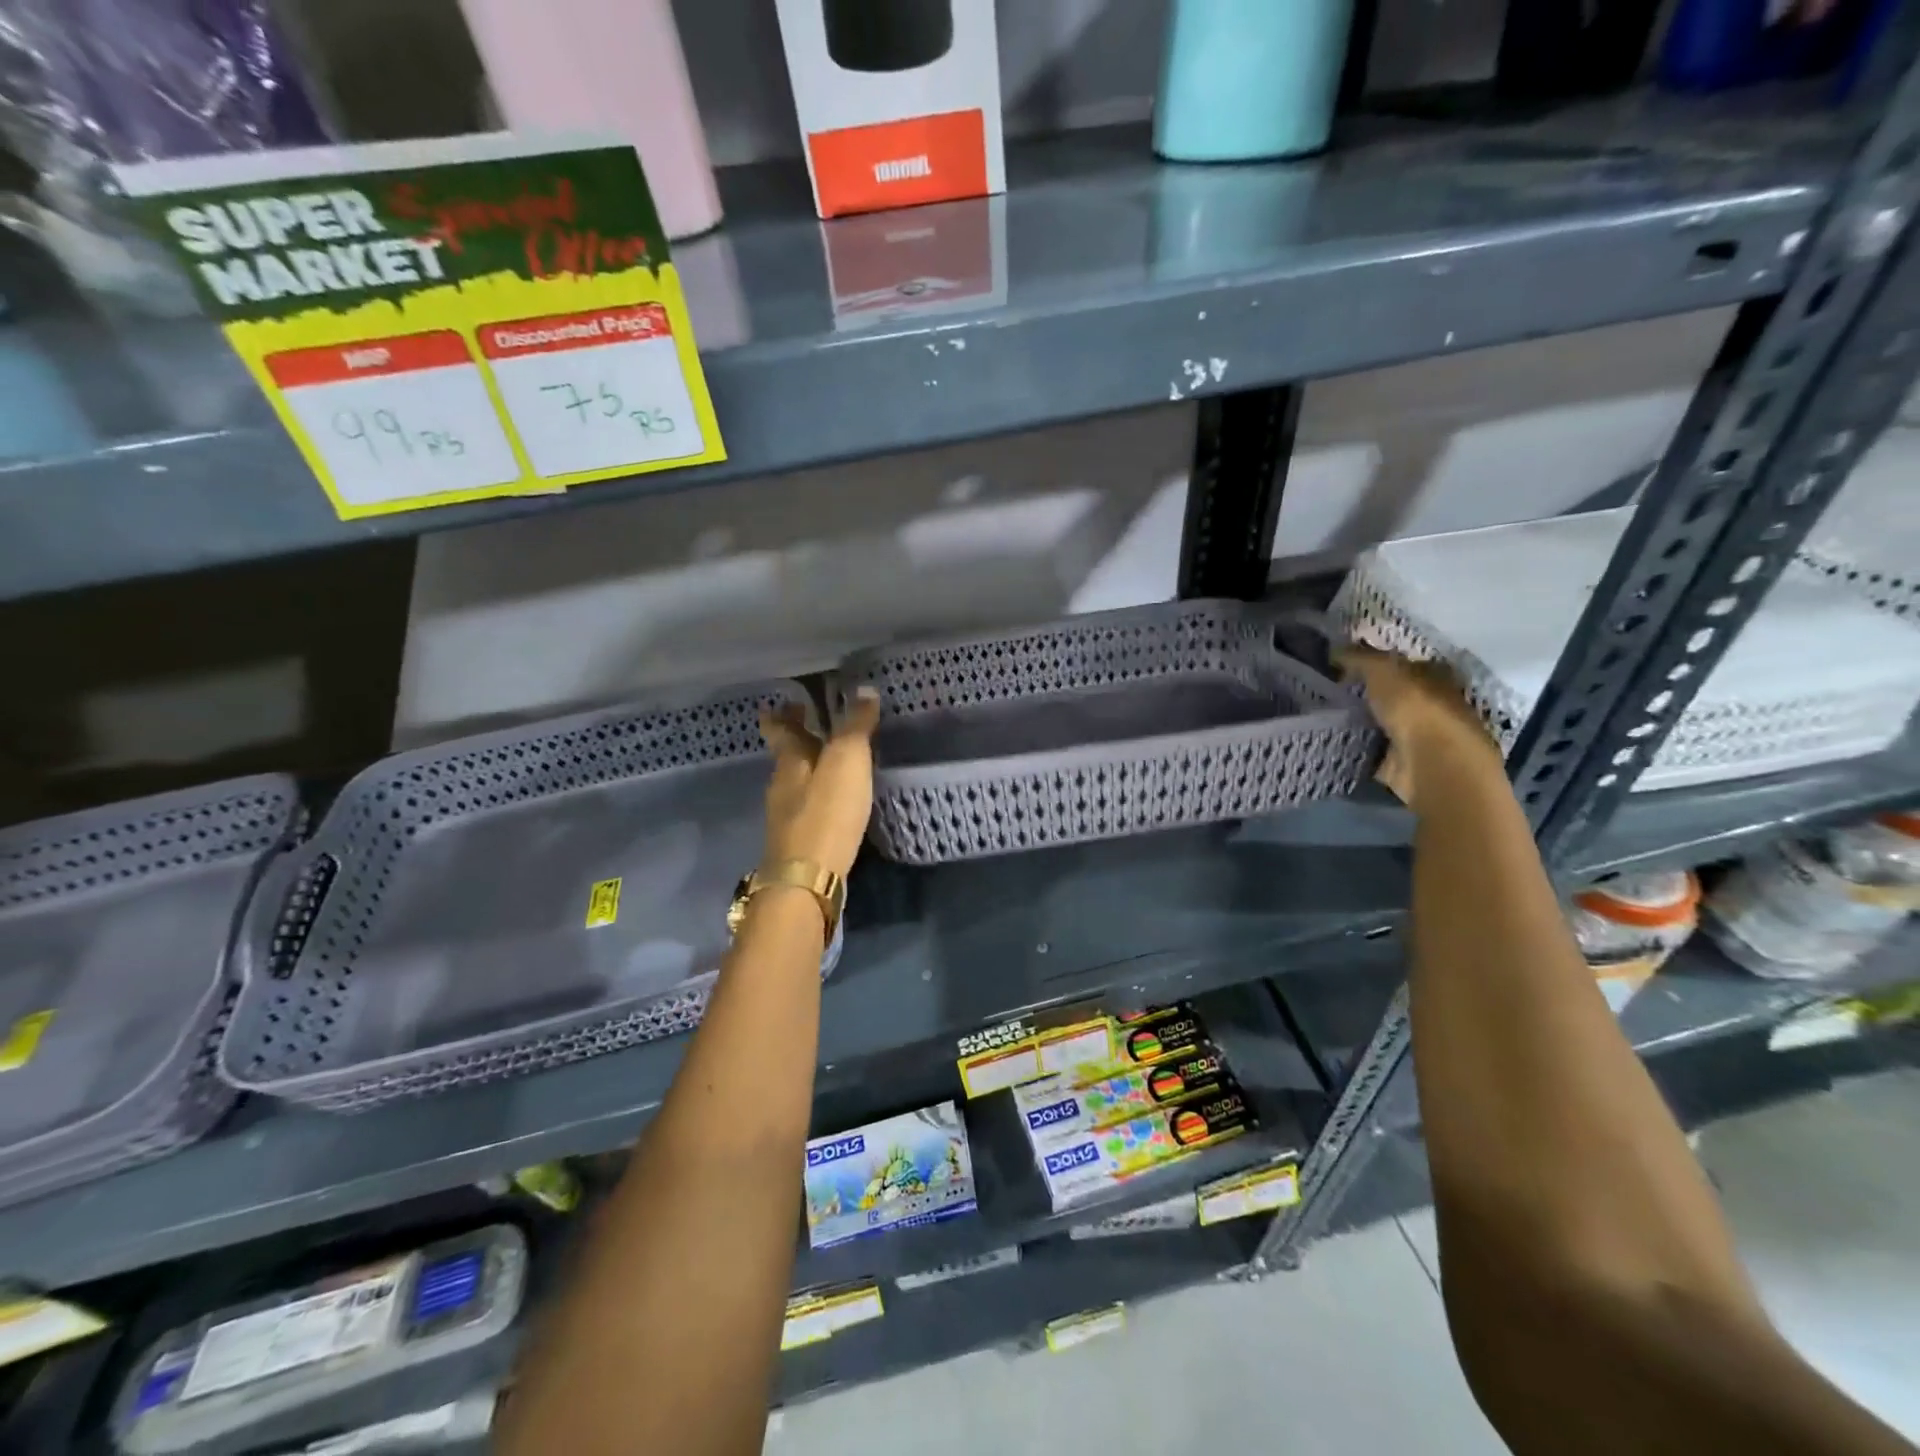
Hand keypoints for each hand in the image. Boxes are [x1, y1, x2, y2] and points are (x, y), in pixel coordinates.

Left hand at [757, 687, 881, 881]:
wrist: (807, 879)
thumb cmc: (826, 812)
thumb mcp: (847, 761)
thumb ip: (855, 726)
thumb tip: (863, 689)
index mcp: (790, 760)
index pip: (780, 728)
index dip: (781, 713)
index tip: (780, 701)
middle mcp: (782, 785)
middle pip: (787, 755)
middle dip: (797, 738)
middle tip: (810, 722)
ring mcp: (787, 816)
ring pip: (796, 781)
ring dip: (809, 767)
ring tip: (830, 760)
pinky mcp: (799, 842)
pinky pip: (806, 807)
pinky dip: (817, 796)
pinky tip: (833, 802)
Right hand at [1337, 646, 1502, 811]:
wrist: (1431, 764)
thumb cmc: (1416, 708)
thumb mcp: (1383, 670)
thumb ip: (1360, 657)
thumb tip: (1335, 648)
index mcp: (1437, 676)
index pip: (1405, 663)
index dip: (1377, 662)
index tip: (1345, 664)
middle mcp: (1434, 704)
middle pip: (1395, 694)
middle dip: (1369, 692)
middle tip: (1331, 689)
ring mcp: (1421, 736)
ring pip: (1386, 721)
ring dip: (1364, 720)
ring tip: (1328, 714)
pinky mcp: (1405, 763)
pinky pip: (1376, 749)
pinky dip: (1360, 746)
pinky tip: (1337, 741)